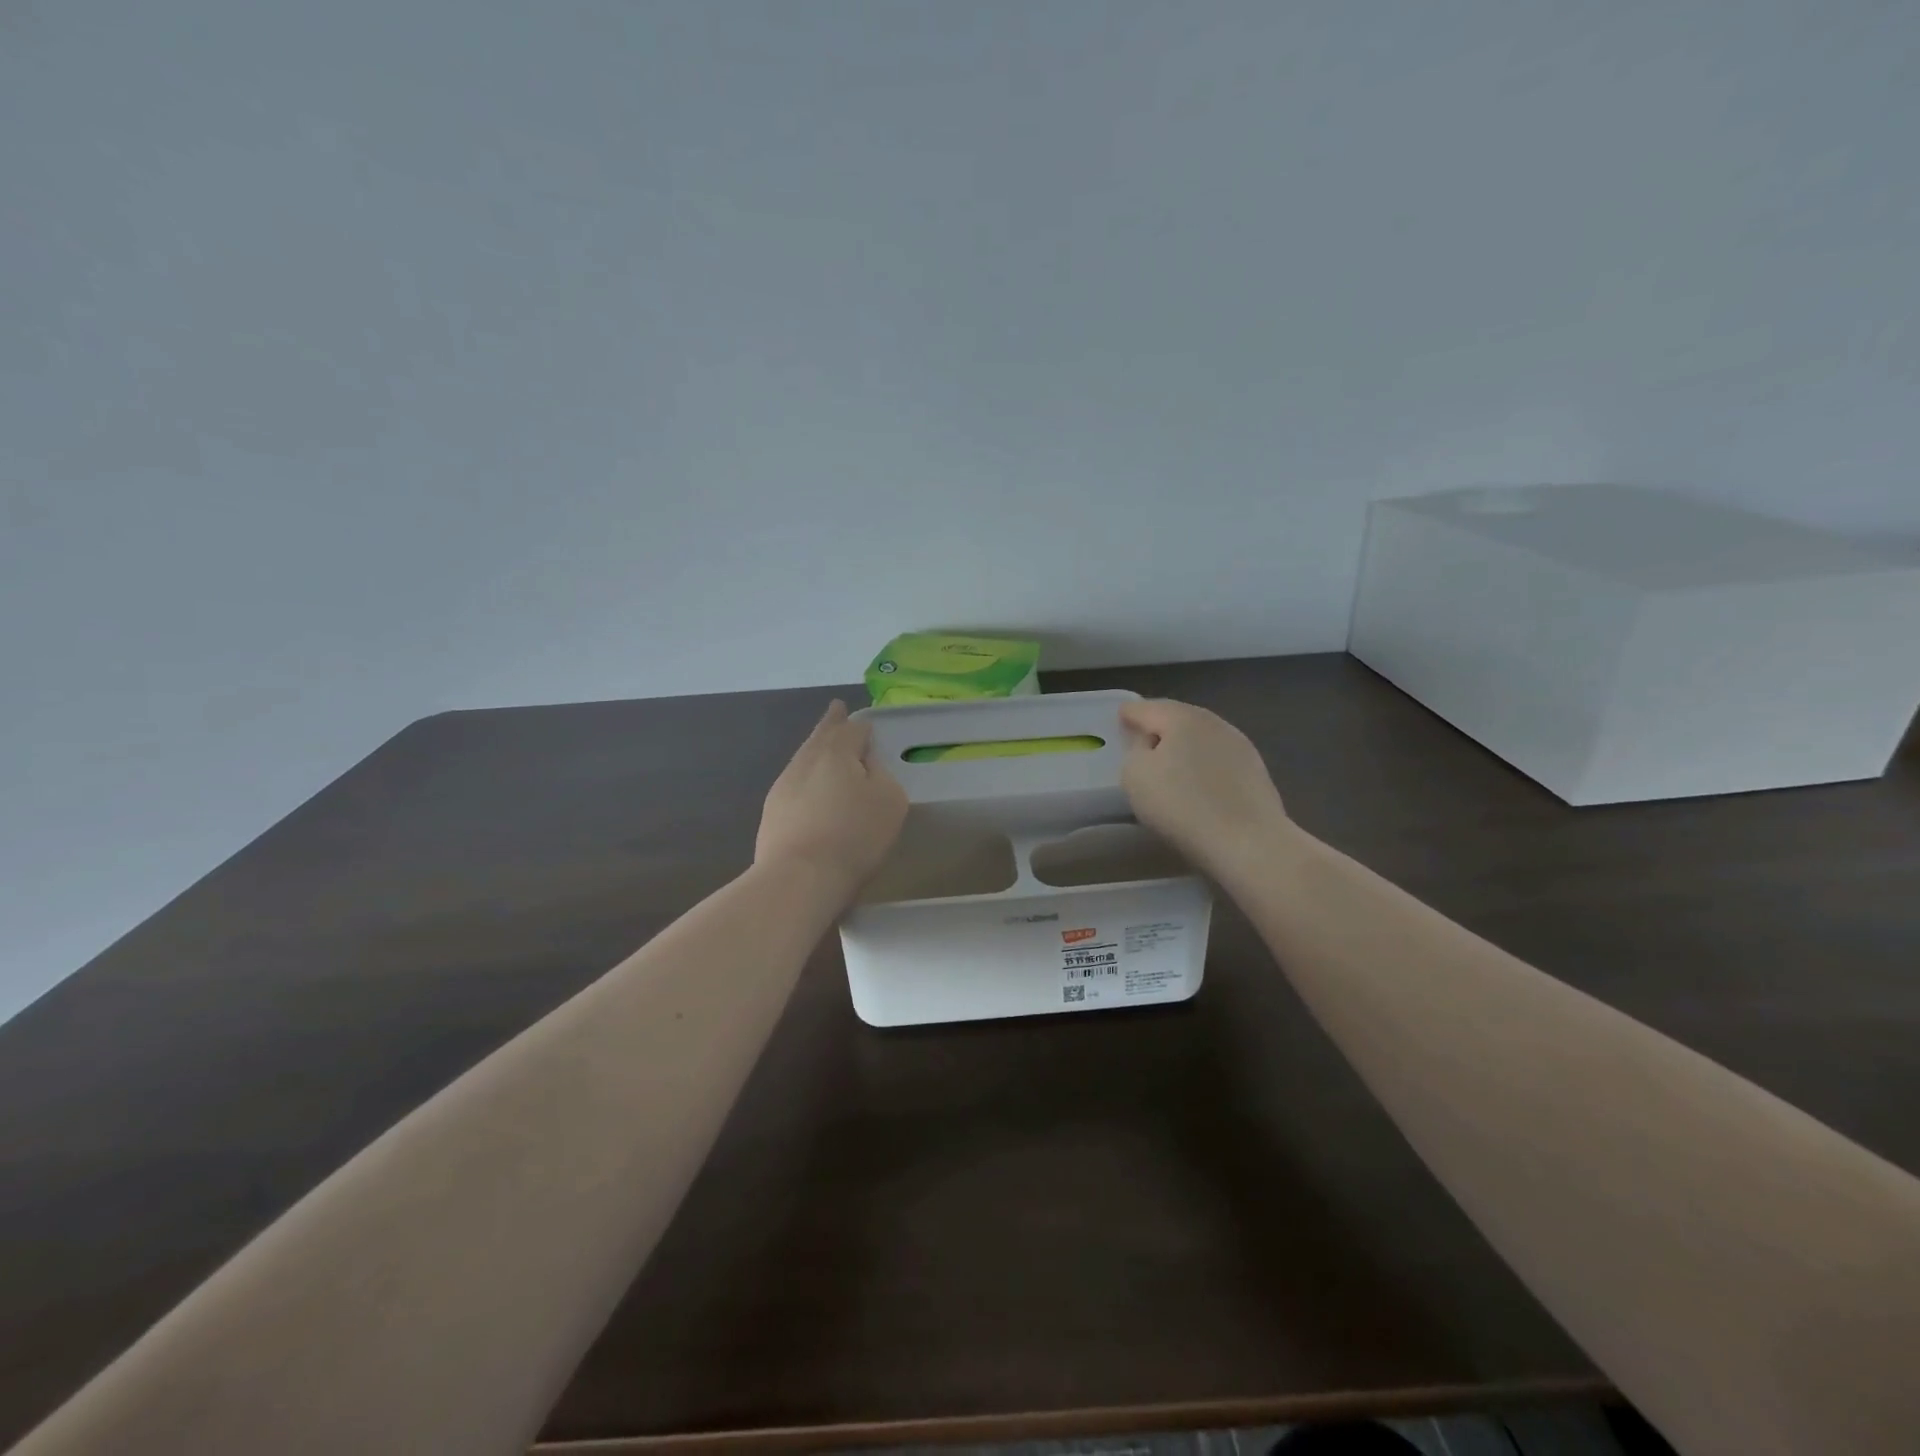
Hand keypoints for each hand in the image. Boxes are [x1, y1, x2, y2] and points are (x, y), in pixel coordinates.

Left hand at [756, 700, 907, 897]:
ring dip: (816, 749)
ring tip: (824, 745)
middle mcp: (806, 761)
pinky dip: (806, 778)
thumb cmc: (854, 835)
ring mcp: (784, 786)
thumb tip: (866, 762)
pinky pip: (794, 784)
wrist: (799, 876)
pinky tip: (810, 788)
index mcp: (837, 752)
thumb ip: (881, 774)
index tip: (865, 725)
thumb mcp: (889, 800)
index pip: (853, 730)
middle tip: (836, 709)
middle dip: (831, 722)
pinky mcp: (772, 813)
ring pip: (804, 758)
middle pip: (821, 736)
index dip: (862, 727)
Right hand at [1119, 698, 1291, 878]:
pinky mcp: (1257, 772)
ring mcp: (1241, 747)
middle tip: (1143, 738)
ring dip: (1185, 746)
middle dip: (1160, 726)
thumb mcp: (1135, 775)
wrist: (1248, 842)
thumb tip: (1150, 745)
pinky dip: (1204, 765)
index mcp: (1182, 718)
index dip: (1130, 713)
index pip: (1147, 708)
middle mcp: (1214, 723)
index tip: (1121, 716)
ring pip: (1202, 738)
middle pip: (1179, 718)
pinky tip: (1198, 782)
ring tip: (1170, 762)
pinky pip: (1219, 761)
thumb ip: (1135, 751)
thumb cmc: (1182, 805)